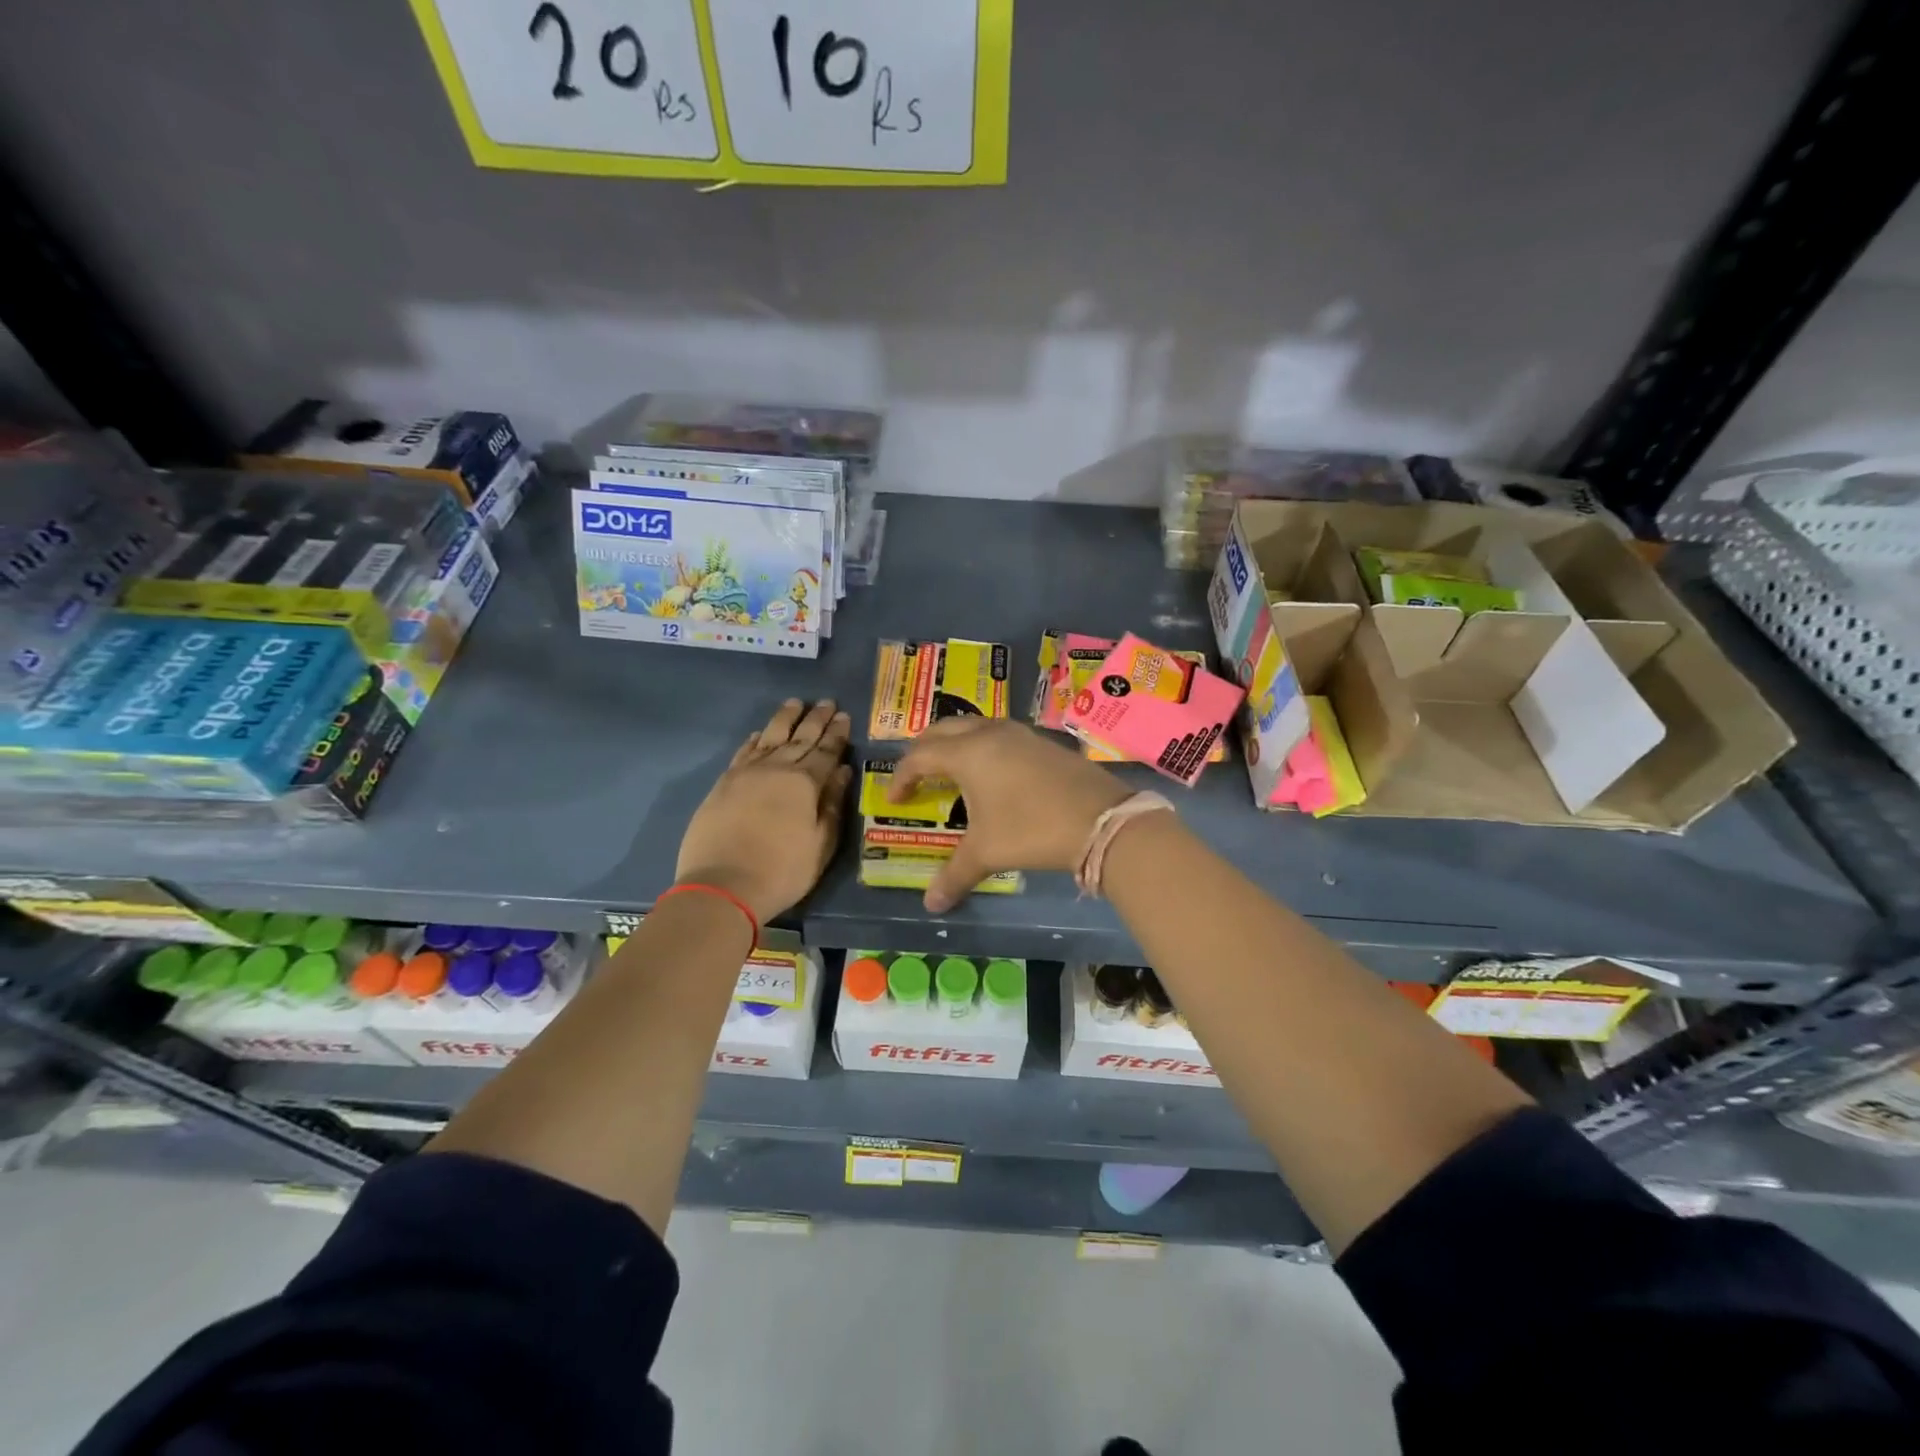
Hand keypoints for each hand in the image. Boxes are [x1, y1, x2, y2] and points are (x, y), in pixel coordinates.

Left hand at [675, 699, 852, 923]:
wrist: (723, 885)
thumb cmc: (783, 870)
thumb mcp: (821, 844)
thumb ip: (832, 804)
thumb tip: (842, 771)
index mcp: (805, 783)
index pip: (826, 751)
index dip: (837, 733)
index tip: (844, 716)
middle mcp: (777, 769)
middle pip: (800, 738)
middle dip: (816, 719)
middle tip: (827, 702)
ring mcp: (746, 773)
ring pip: (770, 737)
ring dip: (785, 719)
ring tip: (795, 703)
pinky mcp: (724, 783)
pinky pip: (744, 752)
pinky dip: (755, 739)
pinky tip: (761, 733)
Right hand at [888, 718, 1133, 911]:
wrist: (1101, 820)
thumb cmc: (1032, 829)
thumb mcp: (988, 852)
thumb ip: (954, 875)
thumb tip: (931, 905)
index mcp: (967, 753)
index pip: (920, 756)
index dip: (901, 777)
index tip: (894, 801)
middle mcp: (989, 733)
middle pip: (943, 730)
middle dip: (923, 750)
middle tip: (916, 776)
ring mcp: (1019, 733)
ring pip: (974, 726)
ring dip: (955, 743)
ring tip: (950, 772)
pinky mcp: (1042, 742)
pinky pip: (999, 735)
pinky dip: (982, 746)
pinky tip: (992, 774)